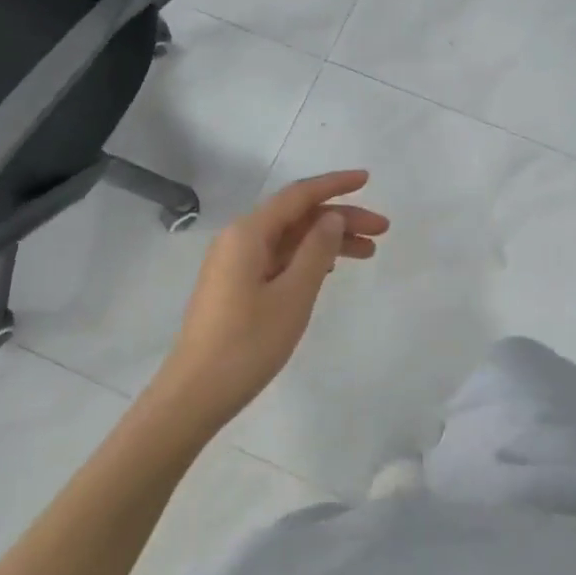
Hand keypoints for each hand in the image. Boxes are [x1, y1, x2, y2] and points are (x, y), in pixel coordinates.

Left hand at [156, 171, 387, 428]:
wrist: (194, 394)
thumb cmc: (247, 343)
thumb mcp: (293, 295)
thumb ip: (317, 250)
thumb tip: (331, 216)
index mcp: (249, 233)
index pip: (299, 195)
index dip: (335, 185)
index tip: (367, 179)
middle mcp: (239, 238)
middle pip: (297, 216)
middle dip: (340, 218)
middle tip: (382, 230)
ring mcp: (235, 262)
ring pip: (290, 238)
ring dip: (328, 240)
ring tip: (368, 253)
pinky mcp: (235, 285)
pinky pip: (278, 257)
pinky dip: (308, 258)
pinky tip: (331, 269)